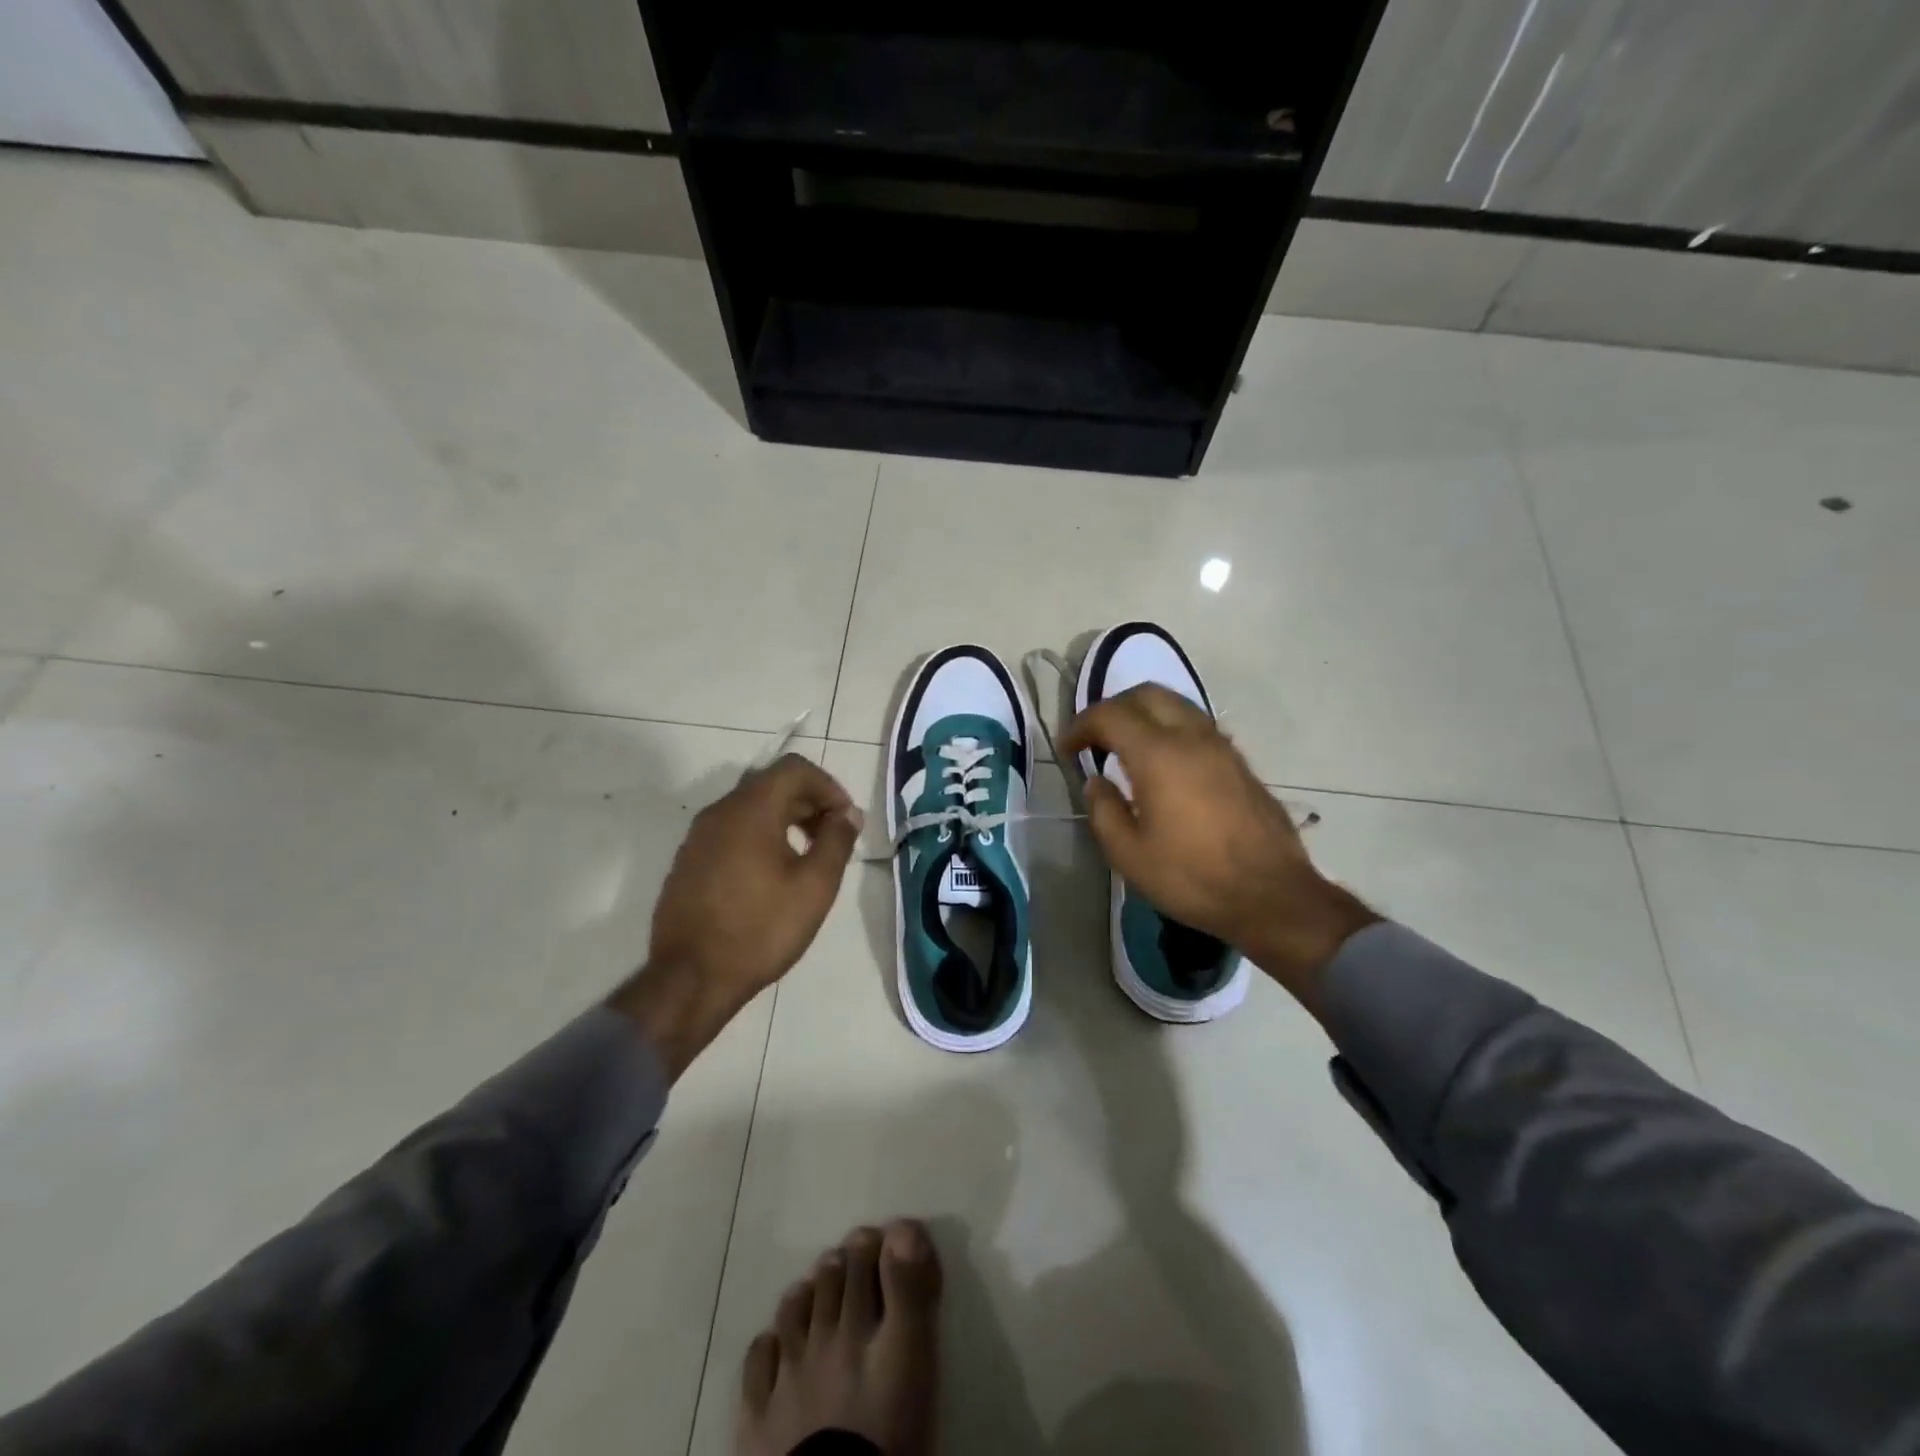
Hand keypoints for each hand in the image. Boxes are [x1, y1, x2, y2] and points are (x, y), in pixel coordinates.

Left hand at [610, 754, 862, 1078]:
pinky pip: (731, 831)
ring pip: (750, 808)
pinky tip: (772, 875)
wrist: (690, 979)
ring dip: (785, 820)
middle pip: (771, 784)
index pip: (794, 768)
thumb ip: (837, 841)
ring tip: (807, 856)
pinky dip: (759, 836)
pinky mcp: (688, 861)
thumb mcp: (814, 886)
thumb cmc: (761, 929)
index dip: (828, 785)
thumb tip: (848, 814)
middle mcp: (719, 812)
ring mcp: (698, 837)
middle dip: (809, 802)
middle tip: (833, 837)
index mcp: (750, 810)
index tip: (845, 818)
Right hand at [1059, 684, 1376, 1013]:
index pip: (1110, 715)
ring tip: (1127, 746)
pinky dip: (1170, 728)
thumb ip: (1103, 810)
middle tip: (1095, 736)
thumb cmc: (1192, 877)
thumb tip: (1096, 782)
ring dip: (1145, 714)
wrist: (1271, 896)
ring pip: (1177, 705)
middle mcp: (1192, 737)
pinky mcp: (1240, 762)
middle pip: (1147, 694)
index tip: (1066, 748)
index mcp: (1158, 755)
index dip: (1081, 725)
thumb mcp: (1129, 854)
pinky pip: (1197, 726)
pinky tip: (1163, 763)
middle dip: (1113, 707)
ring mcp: (1222, 746)